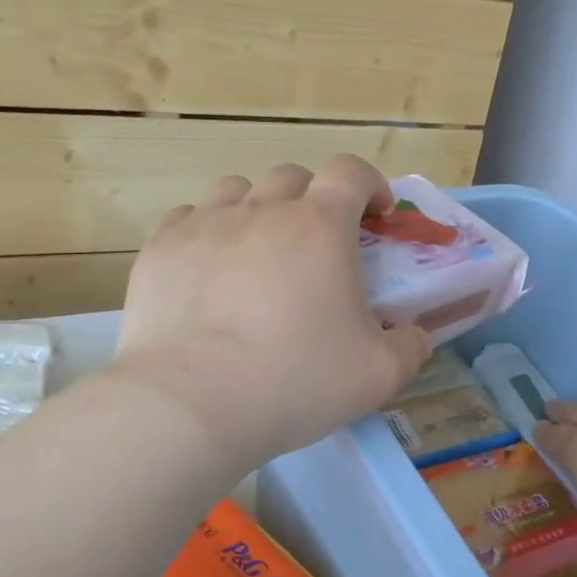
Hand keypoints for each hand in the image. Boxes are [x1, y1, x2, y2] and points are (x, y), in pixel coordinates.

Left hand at [112, 157, 430, 468]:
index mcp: (320, 226)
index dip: (369, 184)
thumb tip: (414, 334)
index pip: (351, 172)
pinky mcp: (161, 247)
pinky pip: (188, 217)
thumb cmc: (295, 381)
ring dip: (256, 208)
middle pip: (292, 176)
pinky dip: (206, 231)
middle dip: (312, 199)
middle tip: (315, 243)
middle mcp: (263, 209)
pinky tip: (207, 268)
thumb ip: (410, 346)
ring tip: (257, 250)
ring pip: (237, 189)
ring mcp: (205, 223)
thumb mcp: (378, 374)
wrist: (192, 404)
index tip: (375, 213)